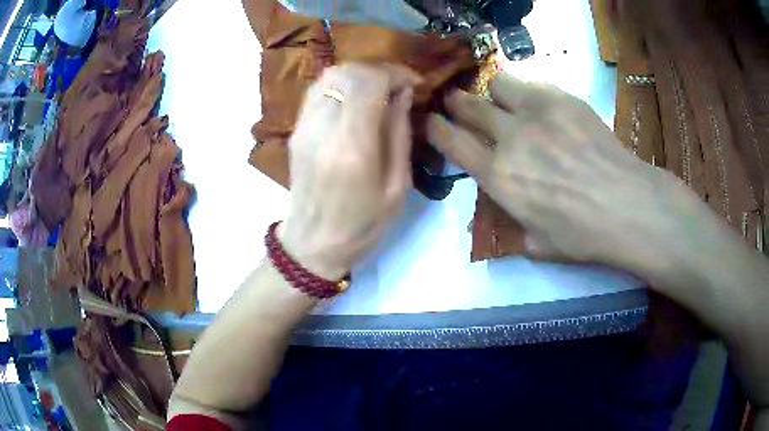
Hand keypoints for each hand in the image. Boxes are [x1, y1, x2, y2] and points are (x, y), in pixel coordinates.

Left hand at [279, 63, 419, 279]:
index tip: (412, 84)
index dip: (395, 73)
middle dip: (377, 70)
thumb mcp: (397, 186)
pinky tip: (355, 100)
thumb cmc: (362, 224)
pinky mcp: (296, 129)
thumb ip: (399, 133)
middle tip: (397, 86)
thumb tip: (402, 93)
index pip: (369, 82)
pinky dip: (341, 85)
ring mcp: (304, 127)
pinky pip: (318, 90)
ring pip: (329, 76)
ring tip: (377, 91)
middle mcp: (323, 129)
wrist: (312, 243)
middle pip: (347, 72)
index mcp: (353, 147)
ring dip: (358, 75)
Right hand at [426, 74, 727, 276]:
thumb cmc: (582, 234)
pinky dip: (528, 92)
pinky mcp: (562, 98)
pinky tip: (540, 105)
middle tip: (456, 101)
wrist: (626, 205)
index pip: (453, 142)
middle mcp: (510, 138)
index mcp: (499, 177)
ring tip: (504, 101)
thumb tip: (512, 209)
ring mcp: (536, 112)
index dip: (436, 128)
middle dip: (456, 102)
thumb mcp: (537, 244)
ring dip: (494, 92)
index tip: (431, 120)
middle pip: (468, 105)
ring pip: (498, 84)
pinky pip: (532, 84)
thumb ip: (515, 224)